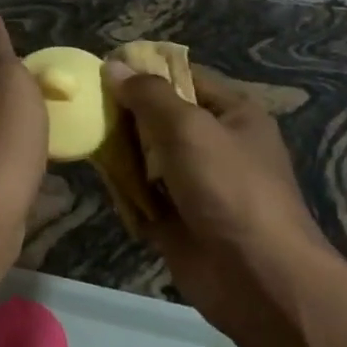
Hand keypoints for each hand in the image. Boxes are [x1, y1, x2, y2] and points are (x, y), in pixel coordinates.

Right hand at [103, 59, 330, 336]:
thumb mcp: (189, 128)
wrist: (259, 281)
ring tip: (87, 139)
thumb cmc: (230, 188)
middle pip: (160, 117)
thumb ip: (148, 95)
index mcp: (233, 114)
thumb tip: (114, 65)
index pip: (183, 77)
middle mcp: (215, 144)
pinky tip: (100, 178)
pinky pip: (142, 194)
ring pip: (147, 156)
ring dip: (121, 152)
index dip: (145, 71)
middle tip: (87, 106)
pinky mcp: (178, 220)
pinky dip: (124, 190)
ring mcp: (196, 185)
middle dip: (126, 113)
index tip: (103, 69)